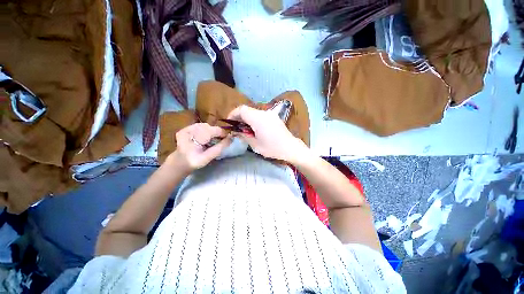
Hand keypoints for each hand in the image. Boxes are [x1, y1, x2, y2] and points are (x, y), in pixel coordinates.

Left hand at [167, 123, 231, 172]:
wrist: (180, 162)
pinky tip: (205, 137)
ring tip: (211, 139)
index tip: (227, 138)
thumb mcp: (209, 157)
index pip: (212, 130)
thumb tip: (231, 138)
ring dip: (210, 131)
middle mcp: (188, 130)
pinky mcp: (185, 128)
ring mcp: (185, 128)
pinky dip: (205, 130)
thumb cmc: (195, 161)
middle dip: (216, 133)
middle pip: (209, 127)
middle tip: (219, 140)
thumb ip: (220, 147)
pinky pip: (199, 126)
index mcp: (193, 139)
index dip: (222, 133)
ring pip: (204, 126)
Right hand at [227, 105, 306, 161]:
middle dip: (239, 117)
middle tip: (236, 127)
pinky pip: (260, 115)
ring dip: (247, 118)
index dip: (233, 114)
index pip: (241, 109)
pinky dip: (254, 119)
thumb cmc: (272, 148)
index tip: (229, 122)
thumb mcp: (255, 144)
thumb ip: (243, 135)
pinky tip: (255, 129)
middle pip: (247, 110)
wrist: (290, 147)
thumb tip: (235, 131)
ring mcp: (270, 114)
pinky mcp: (274, 117)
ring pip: (254, 112)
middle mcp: (264, 113)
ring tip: (245, 129)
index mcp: (258, 118)